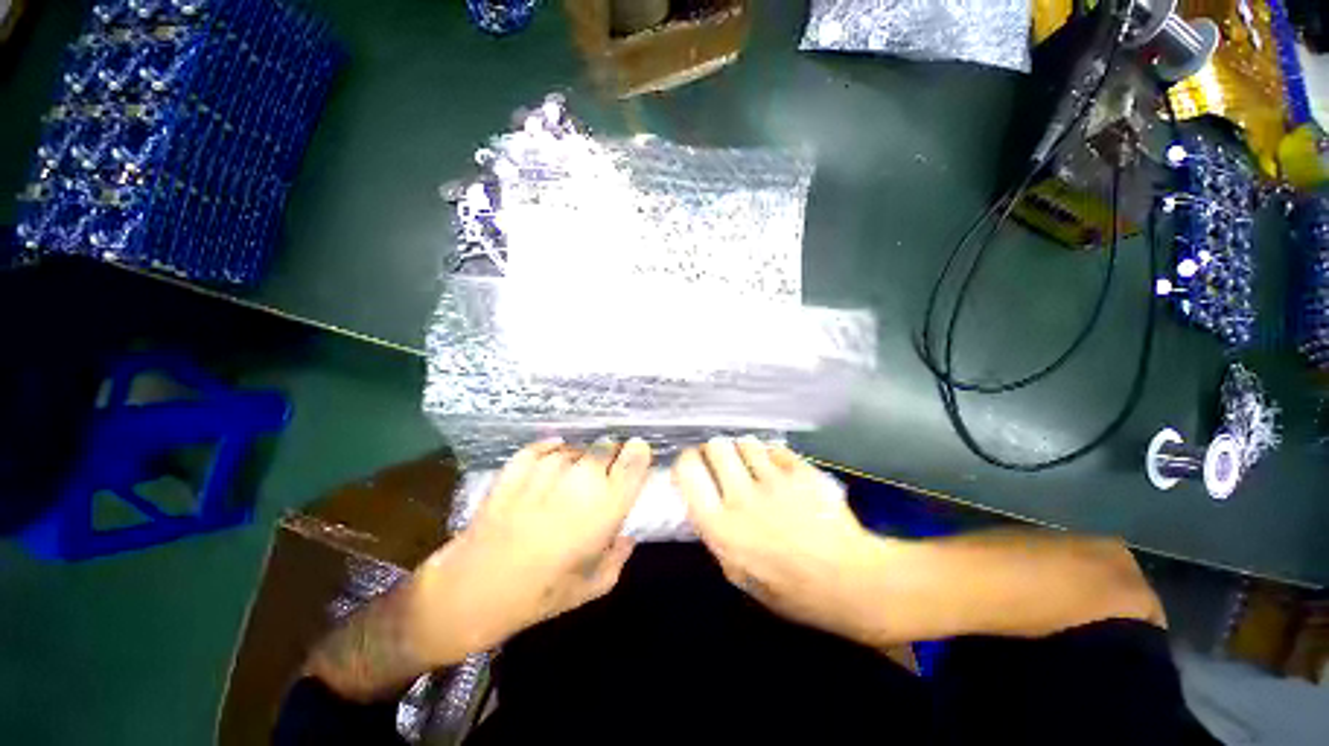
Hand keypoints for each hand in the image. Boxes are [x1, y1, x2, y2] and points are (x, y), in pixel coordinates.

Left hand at [411, 437, 651, 662]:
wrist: (476, 587)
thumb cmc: (543, 592)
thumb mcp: (594, 585)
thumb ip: (619, 555)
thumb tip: (626, 537)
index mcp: (609, 502)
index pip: (635, 457)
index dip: (638, 453)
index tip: (635, 460)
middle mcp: (584, 476)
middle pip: (606, 445)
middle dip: (609, 457)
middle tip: (600, 477)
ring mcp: (549, 466)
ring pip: (576, 448)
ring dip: (578, 459)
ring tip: (567, 481)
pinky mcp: (520, 464)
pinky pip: (545, 446)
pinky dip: (551, 451)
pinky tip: (548, 465)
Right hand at [673, 437, 894, 647]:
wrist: (850, 582)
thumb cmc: (791, 589)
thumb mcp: (739, 575)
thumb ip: (716, 535)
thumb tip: (705, 503)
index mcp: (720, 526)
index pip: (688, 471)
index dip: (687, 461)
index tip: (694, 465)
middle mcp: (742, 496)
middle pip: (716, 446)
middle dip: (716, 451)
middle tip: (725, 464)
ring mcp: (775, 480)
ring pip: (746, 442)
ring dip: (744, 451)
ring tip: (753, 466)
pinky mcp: (801, 471)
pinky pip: (775, 449)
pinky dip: (772, 456)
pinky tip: (779, 471)